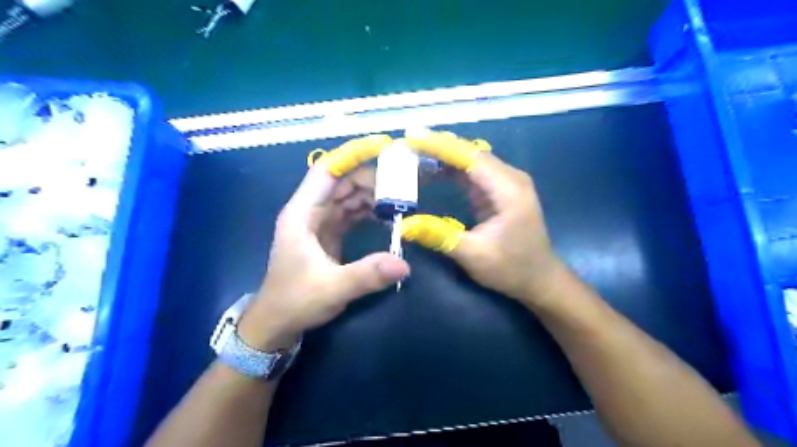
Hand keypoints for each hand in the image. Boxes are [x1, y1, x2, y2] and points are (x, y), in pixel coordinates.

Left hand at [239, 146, 407, 347]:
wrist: (277, 323)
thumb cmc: (295, 301)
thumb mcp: (332, 288)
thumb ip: (367, 275)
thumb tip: (404, 264)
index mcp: (302, 214)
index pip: (327, 171)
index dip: (353, 155)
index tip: (382, 147)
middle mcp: (309, 212)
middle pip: (342, 181)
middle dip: (371, 177)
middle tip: (403, 181)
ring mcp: (318, 223)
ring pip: (347, 197)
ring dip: (372, 194)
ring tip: (400, 197)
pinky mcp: (327, 235)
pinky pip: (350, 214)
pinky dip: (368, 211)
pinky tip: (386, 215)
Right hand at [406, 127, 558, 304]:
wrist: (539, 279)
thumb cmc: (512, 268)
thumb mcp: (474, 255)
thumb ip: (440, 236)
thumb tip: (405, 224)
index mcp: (508, 189)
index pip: (471, 157)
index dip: (440, 146)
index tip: (412, 137)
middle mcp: (509, 178)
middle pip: (470, 153)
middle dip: (438, 147)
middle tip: (406, 145)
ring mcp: (504, 183)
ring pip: (470, 160)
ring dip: (443, 156)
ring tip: (412, 154)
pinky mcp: (497, 191)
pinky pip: (471, 173)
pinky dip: (450, 170)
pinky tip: (430, 171)